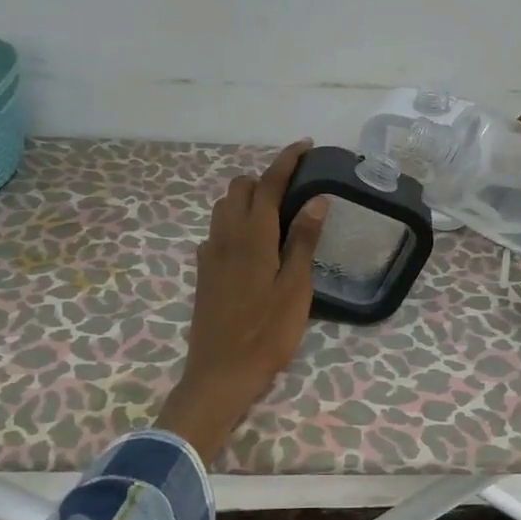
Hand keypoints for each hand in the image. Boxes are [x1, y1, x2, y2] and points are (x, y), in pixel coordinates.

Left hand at [156, 140, 328, 460]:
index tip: (306, 146)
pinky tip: (253, 245)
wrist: (220, 374)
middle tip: (296, 189)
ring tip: (277, 214)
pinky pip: (217, 231)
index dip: (287, 160)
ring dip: (248, 199)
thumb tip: (317, 200)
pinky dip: (235, 223)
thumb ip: (303, 241)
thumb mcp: (295, 288)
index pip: (269, 183)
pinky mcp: (203, 272)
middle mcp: (225, 236)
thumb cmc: (266, 333)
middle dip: (266, 178)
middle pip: (241, 188)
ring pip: (224, 207)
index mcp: (252, 236)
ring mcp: (210, 254)